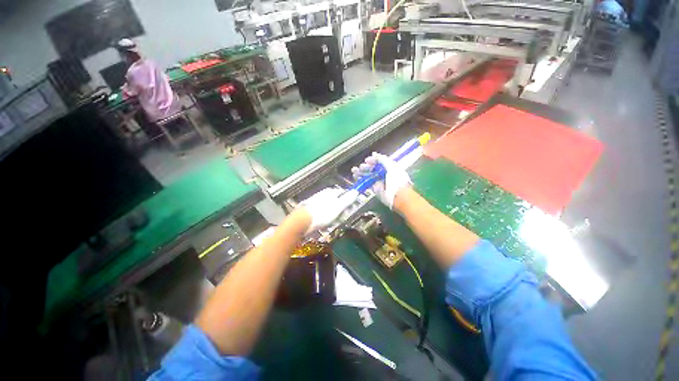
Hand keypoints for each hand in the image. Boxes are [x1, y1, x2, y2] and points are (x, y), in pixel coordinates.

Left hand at [299, 188, 356, 232]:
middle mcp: (323, 194)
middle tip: (342, 217)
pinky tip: (324, 223)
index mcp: (330, 192)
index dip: (348, 199)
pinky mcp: (310, 209)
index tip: (351, 207)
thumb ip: (347, 199)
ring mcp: (316, 201)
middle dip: (340, 208)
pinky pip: (322, 212)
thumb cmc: (322, 214)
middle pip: (335, 199)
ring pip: (329, 206)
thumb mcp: (338, 207)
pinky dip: (325, 217)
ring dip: (332, 214)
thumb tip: (356, 192)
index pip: (343, 192)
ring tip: (333, 222)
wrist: (302, 222)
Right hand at [351, 152, 411, 209]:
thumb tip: (374, 154)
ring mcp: (380, 182)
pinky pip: (368, 184)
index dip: (372, 160)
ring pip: (369, 176)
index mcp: (390, 167)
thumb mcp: (392, 166)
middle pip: (373, 169)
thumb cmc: (397, 181)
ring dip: (361, 173)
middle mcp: (384, 174)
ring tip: (354, 171)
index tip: (366, 160)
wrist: (398, 197)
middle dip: (365, 167)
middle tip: (359, 167)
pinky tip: (357, 178)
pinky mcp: (376, 189)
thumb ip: (383, 159)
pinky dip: (362, 181)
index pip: (379, 162)